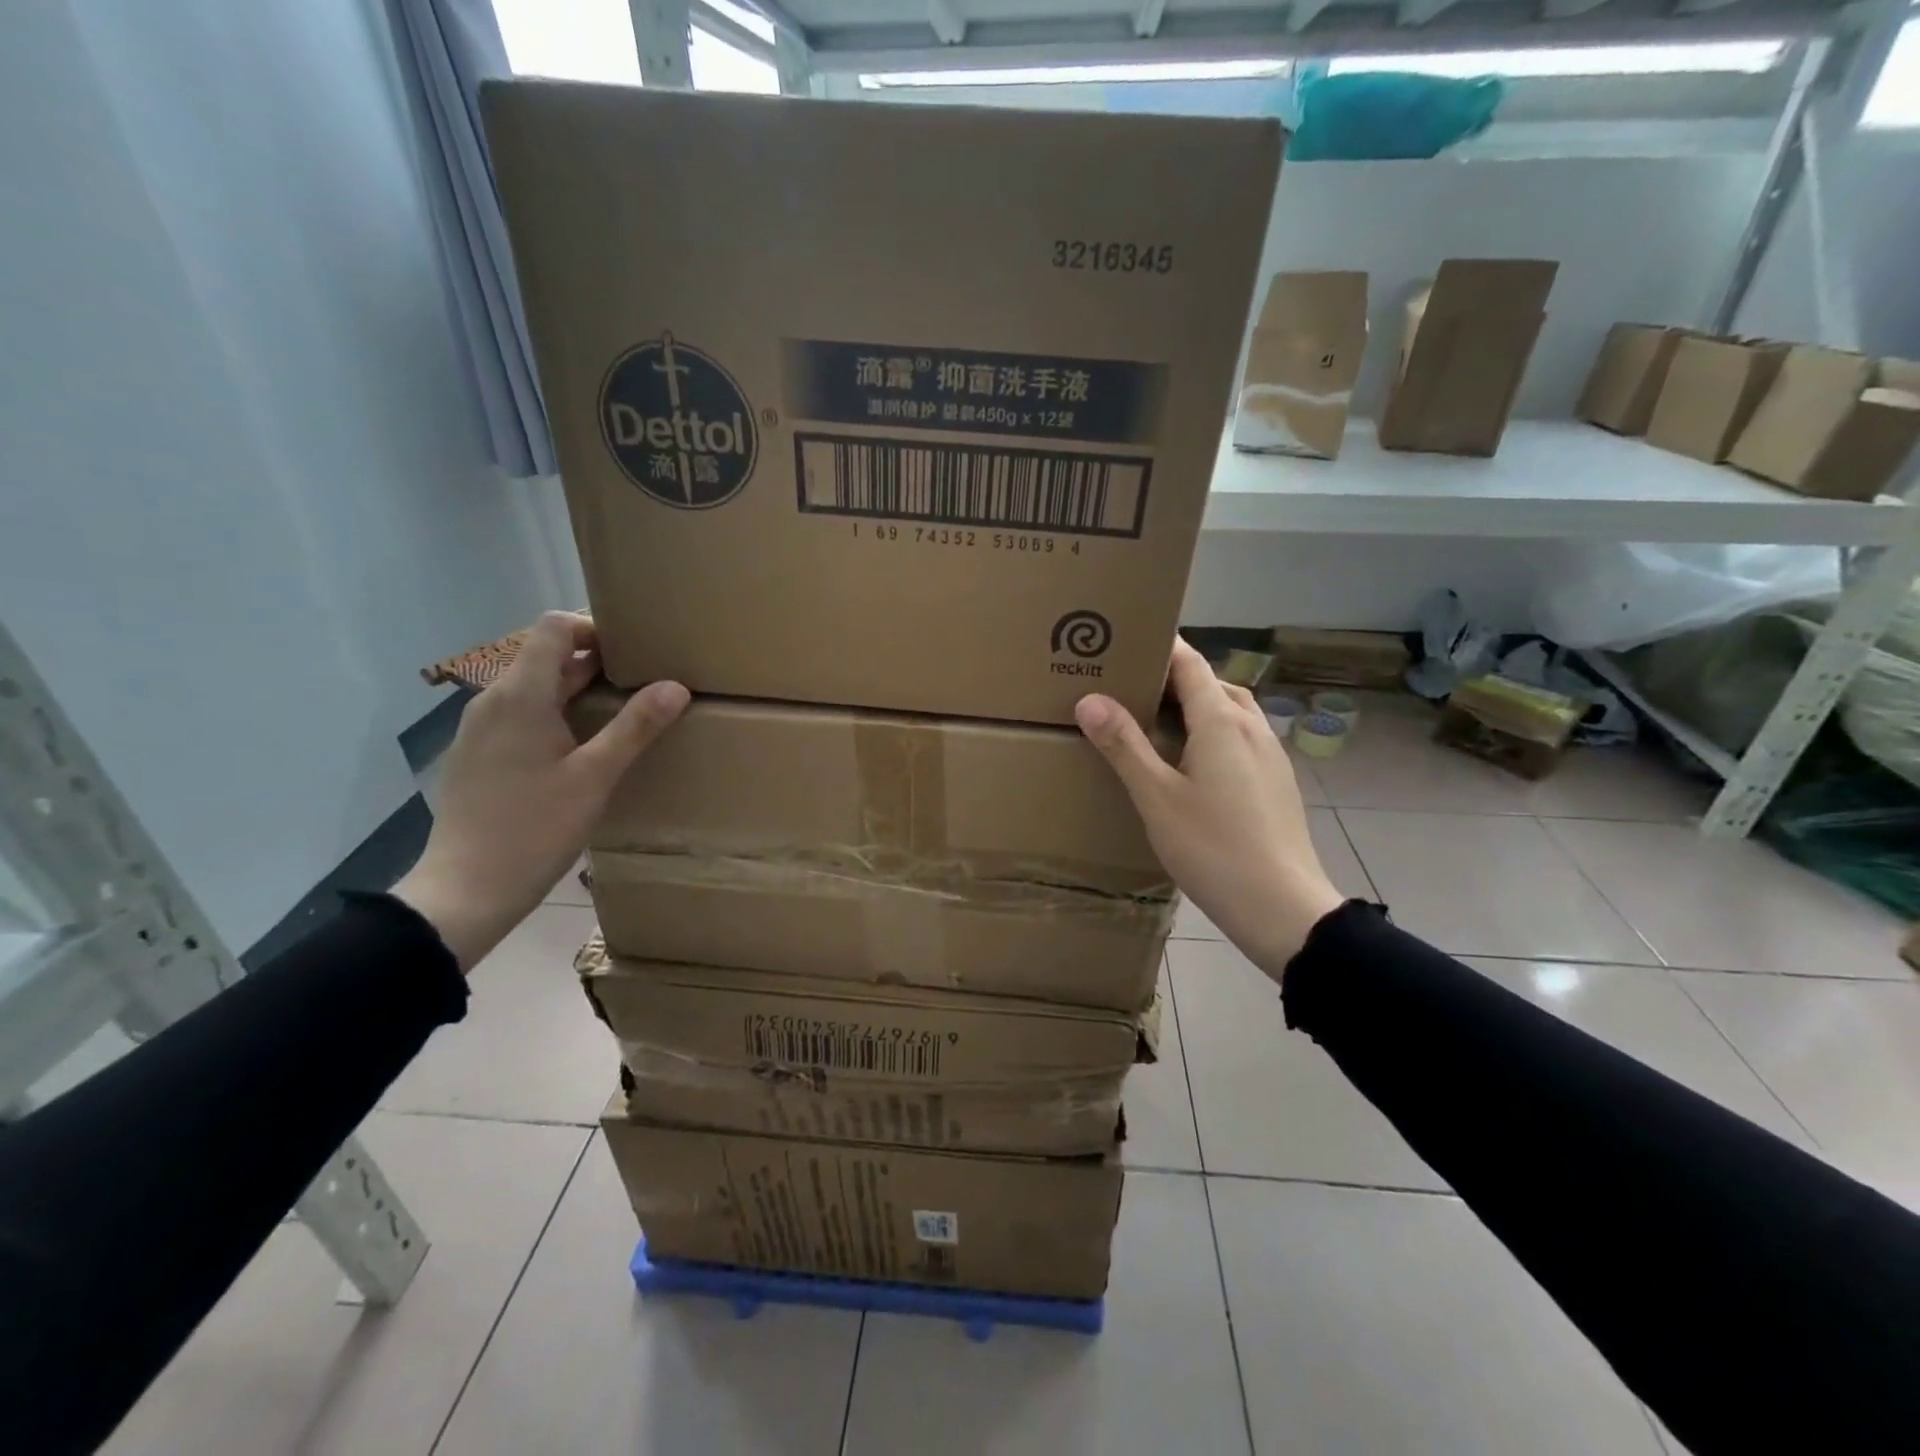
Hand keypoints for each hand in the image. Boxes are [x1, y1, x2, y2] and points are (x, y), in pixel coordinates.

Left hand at [394, 613, 687, 970]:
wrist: (466, 889)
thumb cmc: (535, 828)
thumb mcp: (596, 777)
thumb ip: (635, 726)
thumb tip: (675, 686)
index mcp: (520, 695)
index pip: (553, 628)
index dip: (593, 628)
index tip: (634, 652)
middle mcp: (493, 700)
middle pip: (545, 656)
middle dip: (596, 661)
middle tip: (644, 682)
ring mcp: (481, 728)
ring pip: (534, 687)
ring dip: (577, 689)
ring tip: (622, 713)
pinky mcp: (479, 754)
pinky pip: (522, 714)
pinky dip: (556, 714)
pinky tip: (583, 748)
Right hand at [1075, 638, 1343, 980]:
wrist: (1282, 907)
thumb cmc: (1213, 848)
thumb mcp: (1156, 797)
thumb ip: (1124, 745)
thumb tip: (1089, 698)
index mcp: (1222, 721)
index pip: (1190, 663)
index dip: (1160, 646)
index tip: (1126, 640)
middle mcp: (1252, 727)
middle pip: (1211, 683)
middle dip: (1173, 676)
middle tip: (1130, 685)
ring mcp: (1271, 754)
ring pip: (1230, 711)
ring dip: (1196, 705)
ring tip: (1158, 723)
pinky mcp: (1277, 781)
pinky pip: (1241, 738)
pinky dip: (1213, 732)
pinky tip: (1192, 764)